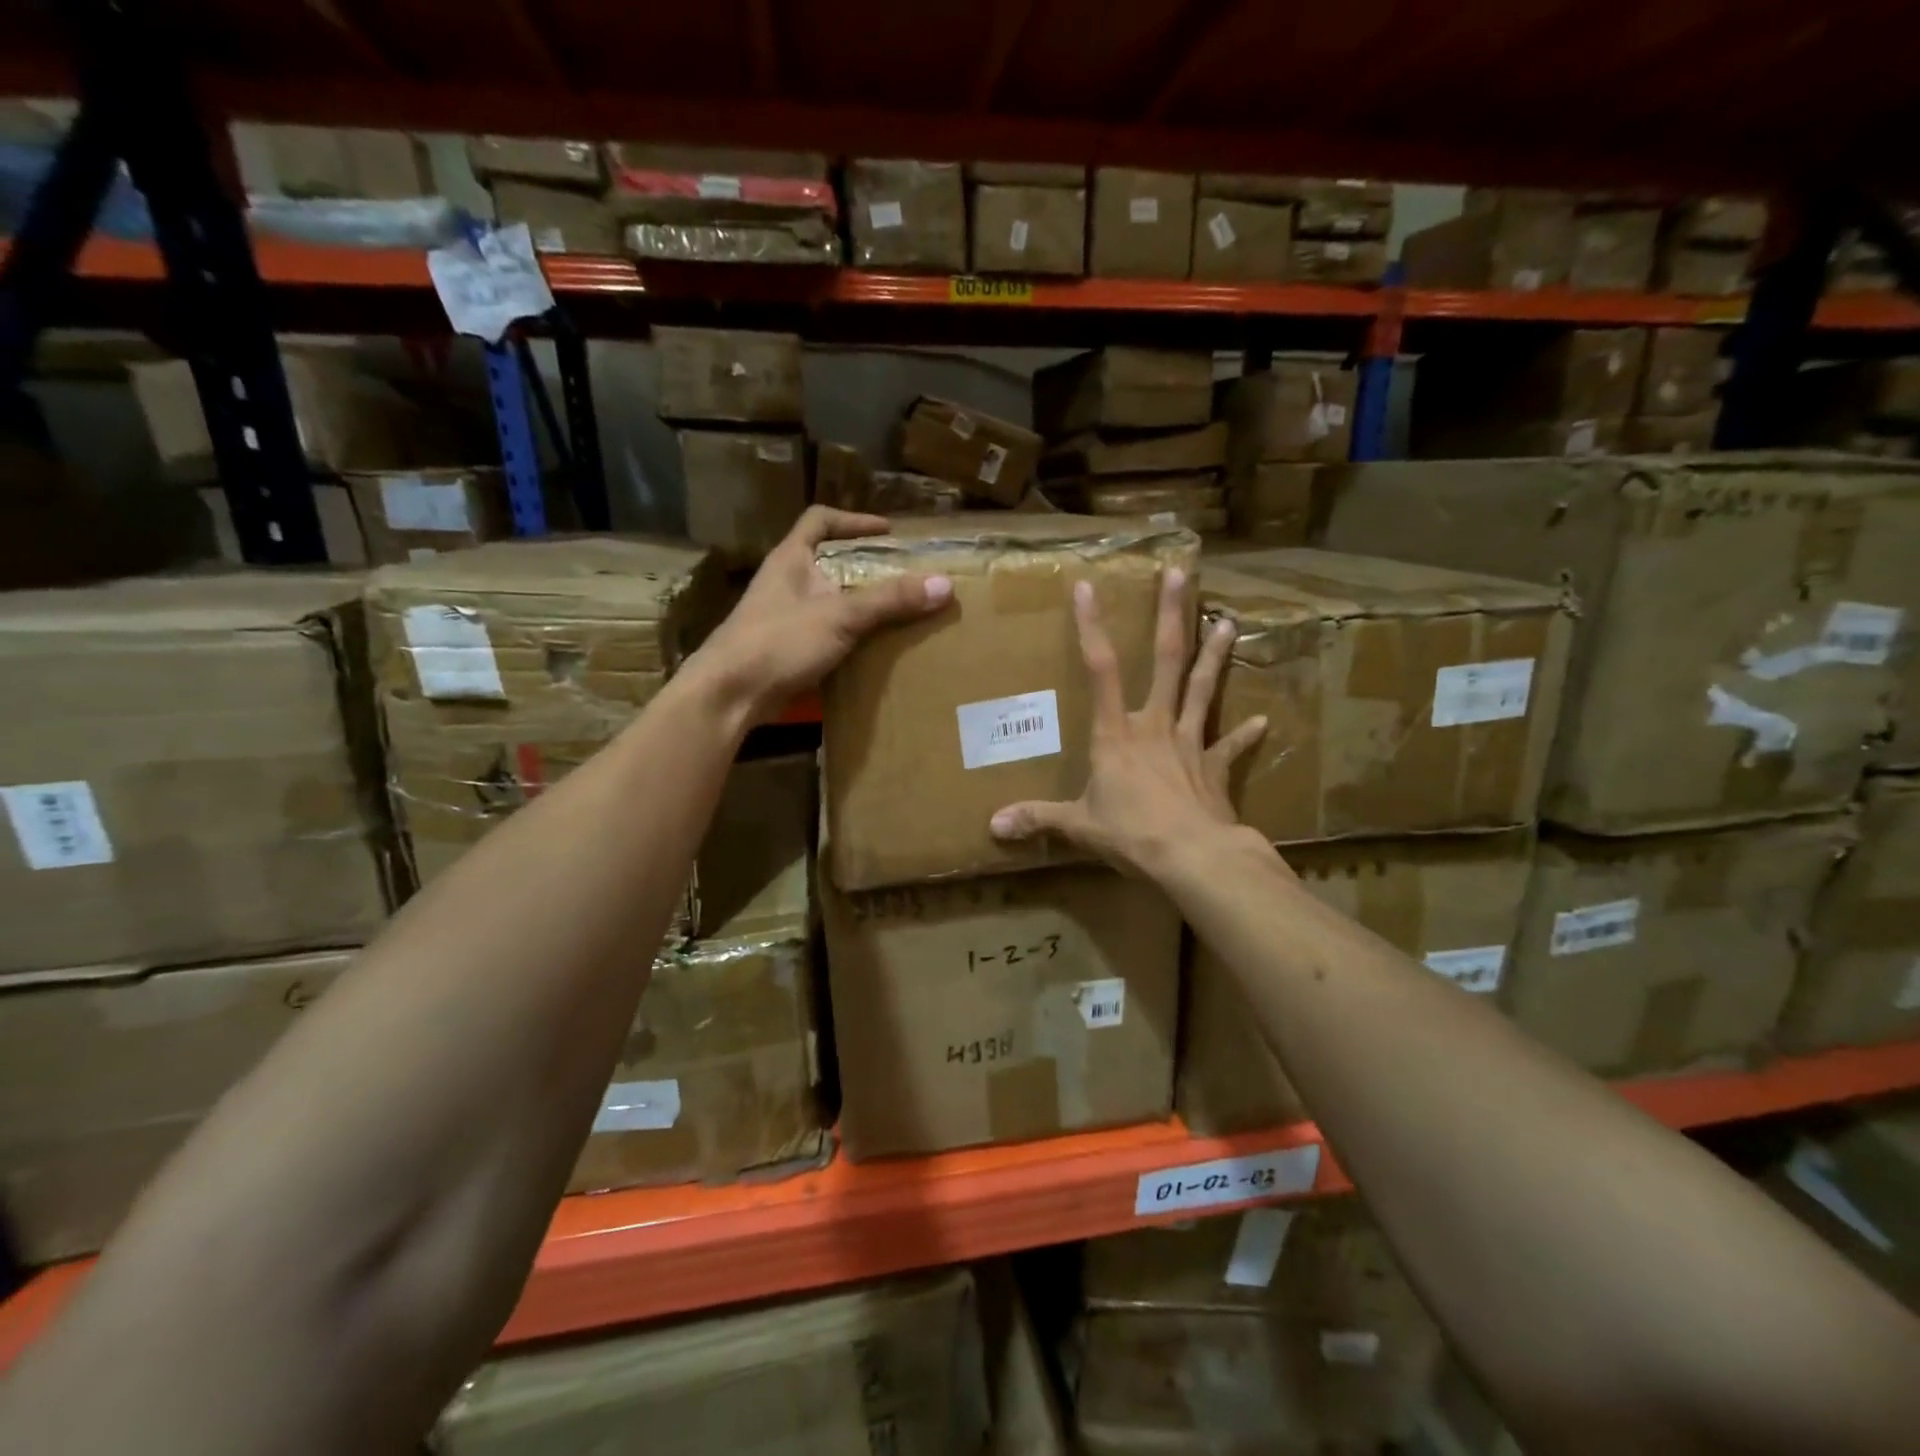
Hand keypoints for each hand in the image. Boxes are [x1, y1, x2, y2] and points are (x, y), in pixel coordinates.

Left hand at [694, 506, 951, 724]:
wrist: (730, 693)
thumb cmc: (780, 641)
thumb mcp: (840, 616)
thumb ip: (890, 600)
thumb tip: (944, 584)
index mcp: (791, 558)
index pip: (820, 520)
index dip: (854, 521)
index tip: (888, 532)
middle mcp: (785, 582)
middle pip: (829, 561)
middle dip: (866, 566)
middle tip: (903, 575)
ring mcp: (783, 616)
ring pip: (828, 599)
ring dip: (859, 603)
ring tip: (896, 611)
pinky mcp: (785, 648)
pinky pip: (825, 632)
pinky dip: (849, 635)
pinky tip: (872, 648)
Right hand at [989, 568, 1266, 879]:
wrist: (1193, 857)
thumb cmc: (1132, 834)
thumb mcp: (1078, 826)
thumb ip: (1039, 819)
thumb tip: (993, 826)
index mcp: (1116, 734)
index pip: (1100, 669)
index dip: (1092, 627)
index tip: (1088, 587)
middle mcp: (1155, 726)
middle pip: (1166, 661)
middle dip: (1170, 616)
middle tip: (1179, 574)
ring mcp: (1190, 744)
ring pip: (1202, 690)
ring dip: (1214, 656)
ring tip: (1230, 622)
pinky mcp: (1214, 769)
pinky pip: (1230, 748)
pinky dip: (1244, 735)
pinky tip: (1261, 721)